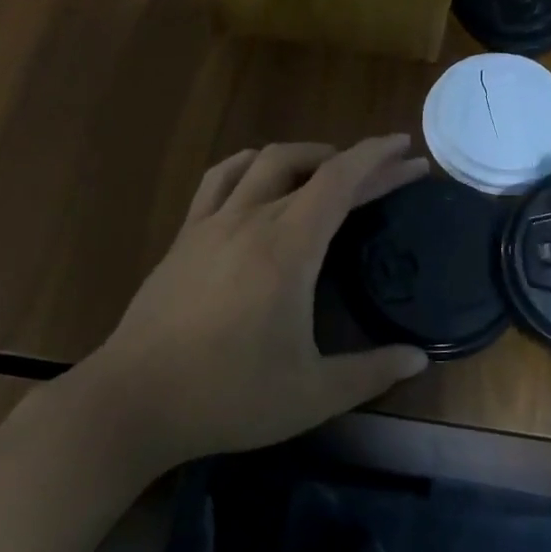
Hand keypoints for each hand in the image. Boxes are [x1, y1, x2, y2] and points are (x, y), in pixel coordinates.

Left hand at [79, 136, 431, 471]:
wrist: (132, 402)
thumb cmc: (227, 397)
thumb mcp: (312, 394)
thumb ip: (371, 373)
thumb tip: (419, 359)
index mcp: (288, 249)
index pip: (340, 181)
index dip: (377, 158)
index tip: (406, 149)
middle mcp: (251, 220)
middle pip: (312, 168)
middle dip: (358, 162)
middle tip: (391, 169)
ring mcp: (212, 224)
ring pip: (264, 162)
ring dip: (306, 155)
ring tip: (331, 167)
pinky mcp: (185, 237)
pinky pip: (220, 179)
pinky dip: (251, 165)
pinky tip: (259, 176)